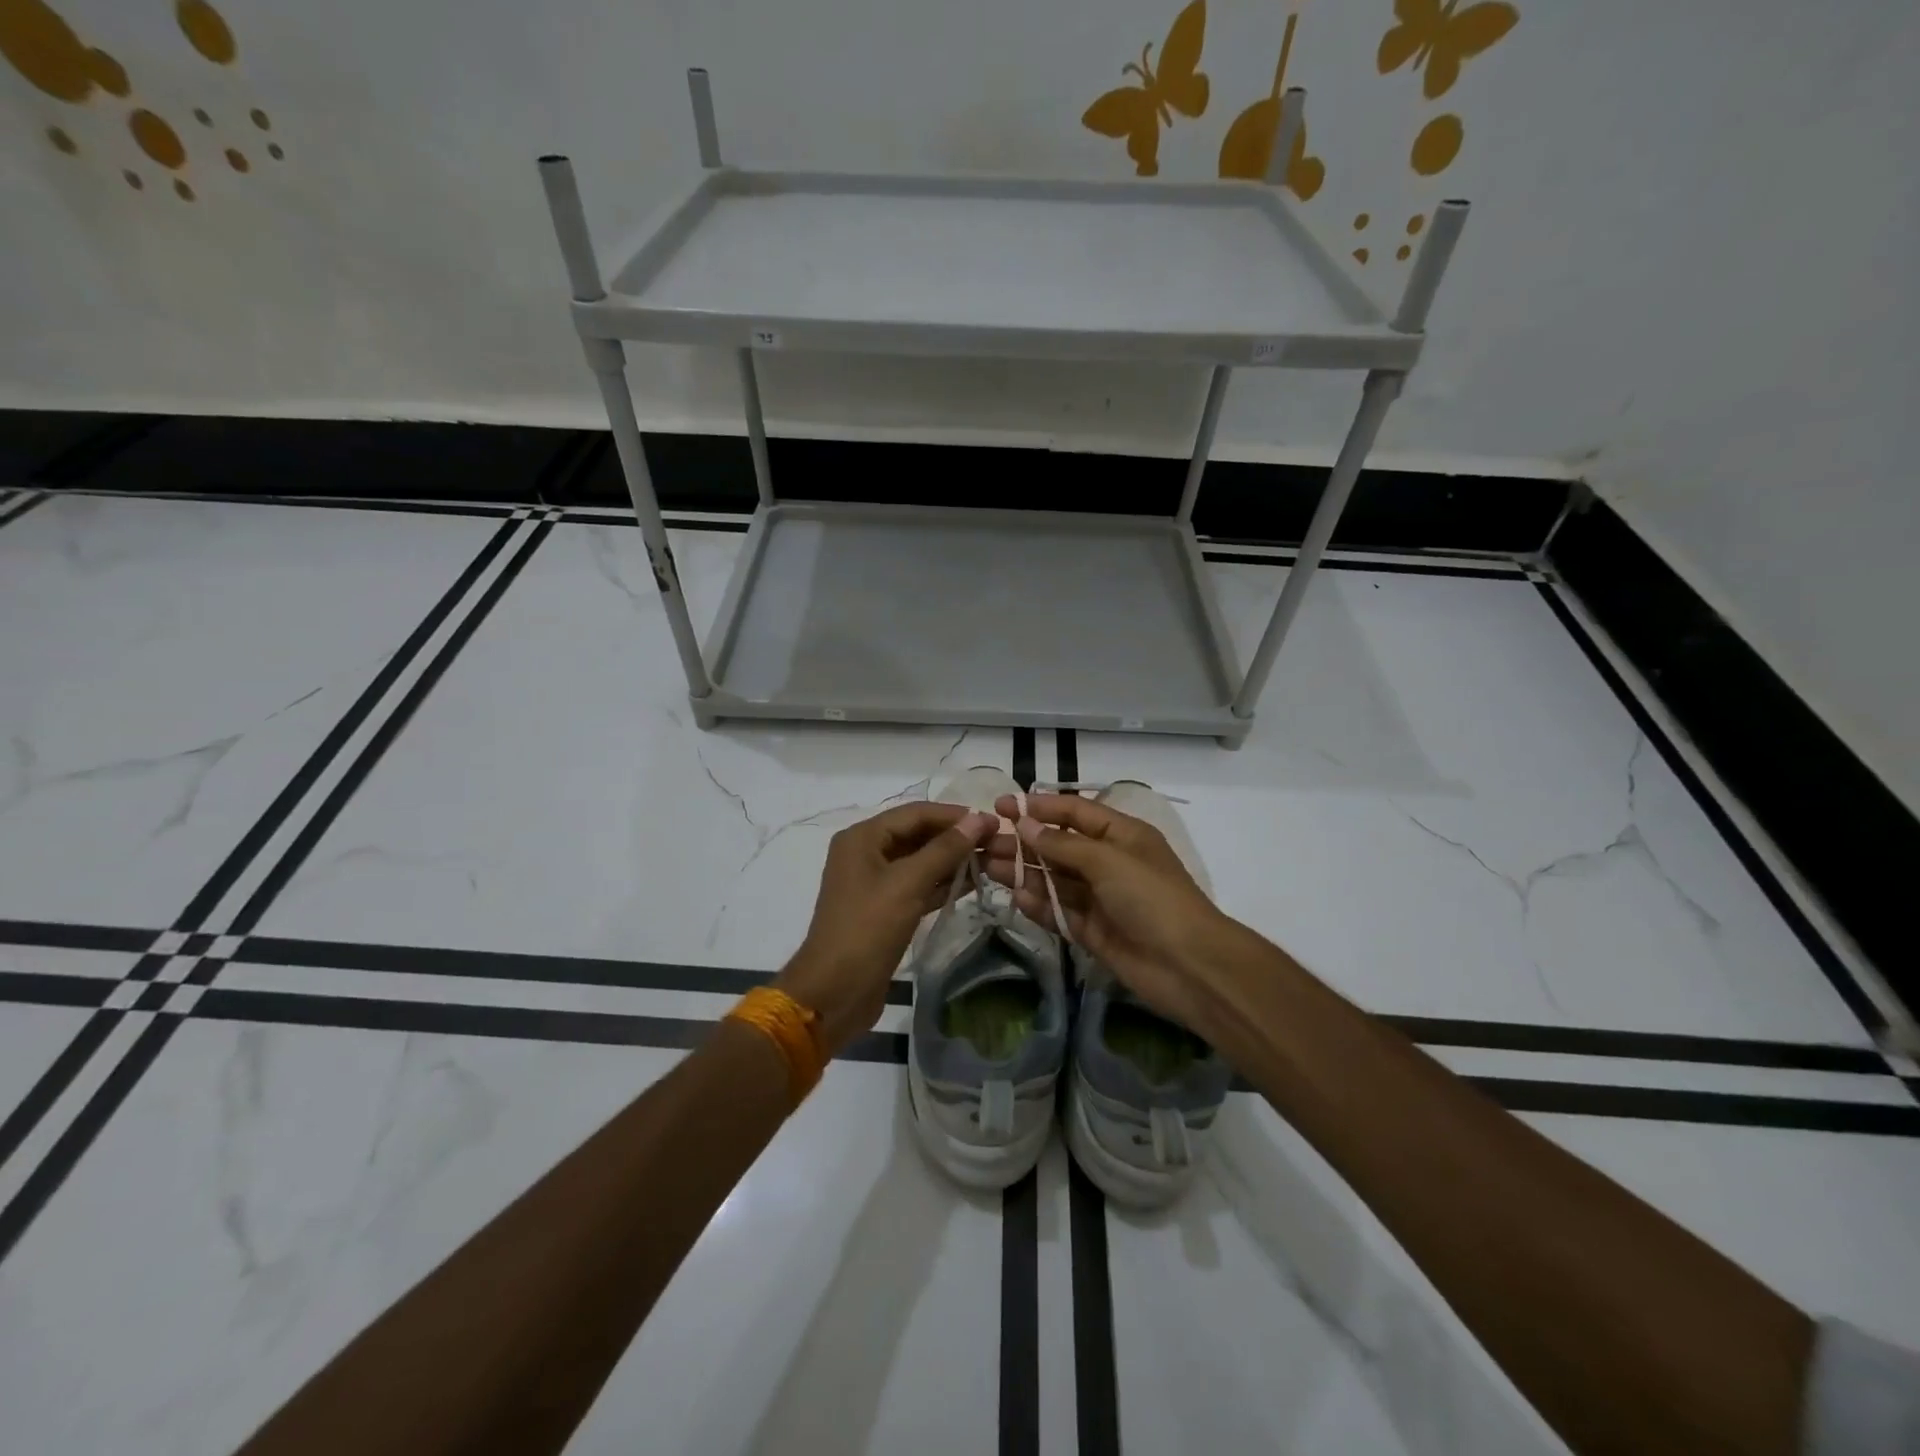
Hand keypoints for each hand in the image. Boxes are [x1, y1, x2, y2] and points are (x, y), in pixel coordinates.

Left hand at [778, 801, 996, 1054]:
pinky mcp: (885, 910)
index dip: (954, 815)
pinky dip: (943, 883)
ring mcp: (874, 883)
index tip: (992, 821)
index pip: (916, 813)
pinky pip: (918, 886)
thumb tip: (978, 819)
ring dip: (953, 860)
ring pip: (920, 861)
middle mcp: (866, 853)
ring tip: (993, 860)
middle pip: (918, 834)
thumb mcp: (907, 884)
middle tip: (997, 841)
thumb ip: (944, 849)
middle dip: (956, 837)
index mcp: (862, 838)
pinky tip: (974, 883)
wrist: (835, 992)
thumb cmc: (867, 928)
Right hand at [983, 793, 1241, 1035]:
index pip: (1073, 813)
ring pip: (1053, 879)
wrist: (1188, 966)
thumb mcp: (1107, 860)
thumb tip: (1024, 825)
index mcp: (1120, 834)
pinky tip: (1016, 898)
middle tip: (983, 842)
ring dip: (1023, 871)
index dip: (1038, 807)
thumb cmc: (1152, 897)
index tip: (1001, 806)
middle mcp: (1107, 862)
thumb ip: (1062, 845)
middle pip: (1058, 846)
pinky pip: (1059, 911)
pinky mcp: (1091, 930)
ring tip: (986, 866)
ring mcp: (1099, 898)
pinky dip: (1038, 904)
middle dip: (1023, 841)